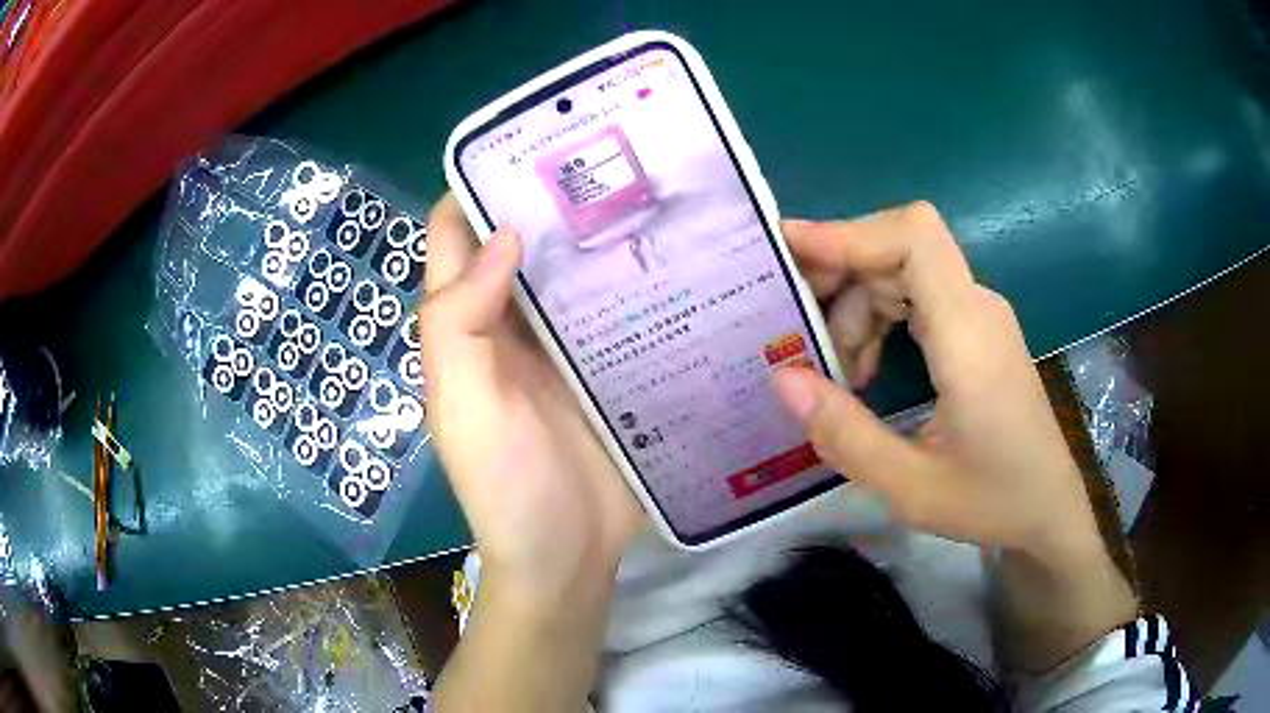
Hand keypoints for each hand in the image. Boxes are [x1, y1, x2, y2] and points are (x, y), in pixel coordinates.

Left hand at [420, 195, 641, 600]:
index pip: (457, 236)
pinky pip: (620, 311)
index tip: (526, 145)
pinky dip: (638, 281)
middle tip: (608, 156)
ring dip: (601, 234)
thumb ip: (458, 323)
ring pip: (575, 271)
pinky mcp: (611, 367)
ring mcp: (565, 345)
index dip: (477, 187)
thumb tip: (502, 234)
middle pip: (524, 243)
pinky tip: (677, 255)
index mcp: (466, 325)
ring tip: (652, 190)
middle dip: (552, 198)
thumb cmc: (504, 488)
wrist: (567, 558)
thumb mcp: (461, 408)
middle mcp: (511, 323)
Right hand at [773, 203, 1102, 564]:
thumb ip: (845, 434)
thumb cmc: (993, 501)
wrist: (1050, 507)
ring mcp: (979, 314)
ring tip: (834, 370)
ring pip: (902, 270)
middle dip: (840, 275)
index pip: (914, 237)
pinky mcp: (976, 329)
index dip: (849, 232)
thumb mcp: (912, 487)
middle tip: (795, 327)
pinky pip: (917, 296)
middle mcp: (977, 307)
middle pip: (898, 247)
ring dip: (857, 305)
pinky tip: (865, 369)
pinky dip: (879, 318)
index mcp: (969, 336)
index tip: (789, 251)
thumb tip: (781, 376)